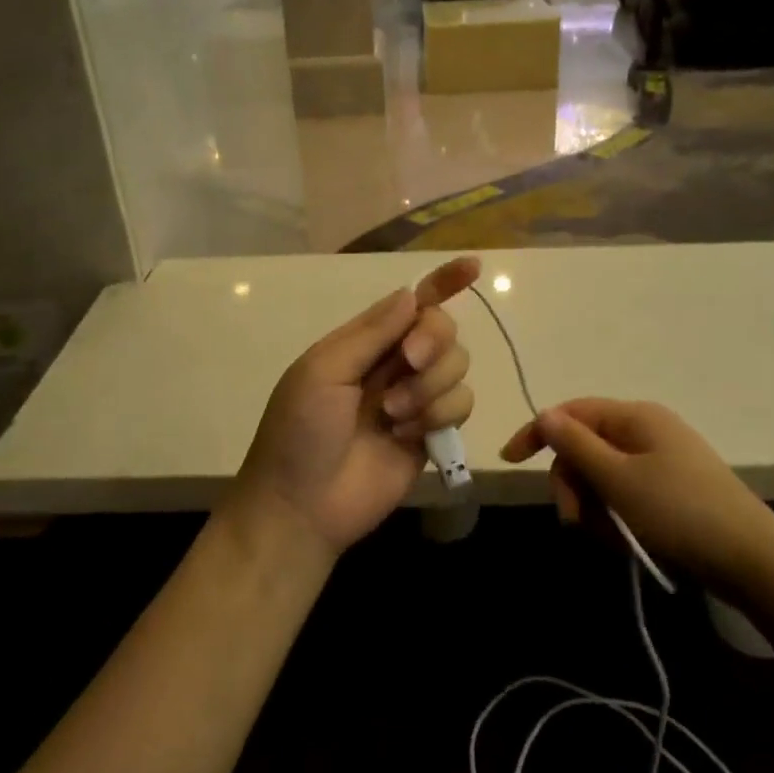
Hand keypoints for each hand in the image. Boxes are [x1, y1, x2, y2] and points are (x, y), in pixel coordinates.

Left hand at [227, 257, 480, 555]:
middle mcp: (393, 364)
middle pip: (442, 330)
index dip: (443, 282)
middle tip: (408, 363)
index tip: (473, 267)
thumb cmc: (300, 431)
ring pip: (457, 367)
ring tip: (393, 416)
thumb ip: (371, 333)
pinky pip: (461, 404)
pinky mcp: (432, 433)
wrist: (303, 505)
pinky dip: (439, 415)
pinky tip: (408, 435)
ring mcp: (415, 399)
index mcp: (364, 342)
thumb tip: (412, 293)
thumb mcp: (323, 371)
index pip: (411, 303)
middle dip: (433, 341)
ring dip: (430, 387)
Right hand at [500, 399, 773, 587]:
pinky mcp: (671, 491)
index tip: (510, 462)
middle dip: (572, 484)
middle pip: (584, 448)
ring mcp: (661, 462)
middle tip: (575, 521)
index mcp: (634, 417)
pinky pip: (625, 496)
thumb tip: (545, 414)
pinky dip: (617, 518)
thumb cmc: (679, 512)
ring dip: (594, 507)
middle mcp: (646, 431)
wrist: (753, 560)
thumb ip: (575, 445)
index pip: (571, 413)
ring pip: (602, 477)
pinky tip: (627, 542)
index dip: (537, 433)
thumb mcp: (618, 479)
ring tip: (610, 538)